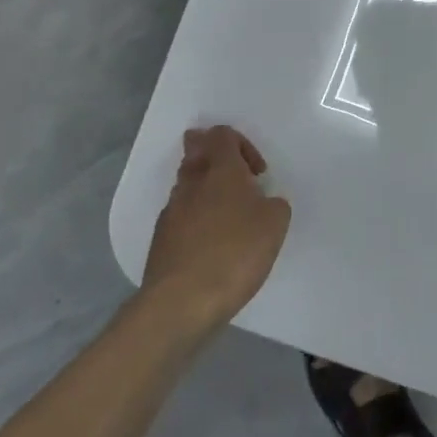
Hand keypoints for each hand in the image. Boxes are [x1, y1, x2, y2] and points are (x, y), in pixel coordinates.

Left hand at [142, 126, 291, 334]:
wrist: (181, 302)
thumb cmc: (234, 253)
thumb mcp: (275, 224)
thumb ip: (273, 204)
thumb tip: (262, 203)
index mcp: (220, 170)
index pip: (222, 134)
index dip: (242, 145)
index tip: (257, 174)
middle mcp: (191, 183)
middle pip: (197, 151)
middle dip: (216, 160)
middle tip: (237, 183)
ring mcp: (171, 210)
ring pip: (187, 184)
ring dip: (206, 191)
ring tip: (229, 218)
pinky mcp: (161, 239)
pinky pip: (180, 215)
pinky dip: (196, 220)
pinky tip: (212, 245)